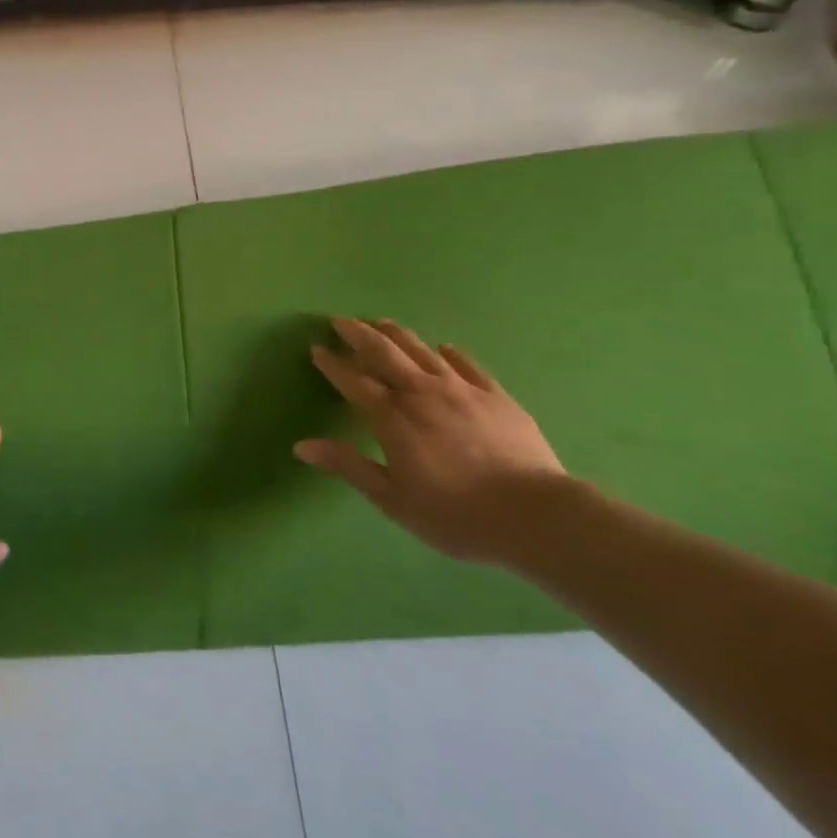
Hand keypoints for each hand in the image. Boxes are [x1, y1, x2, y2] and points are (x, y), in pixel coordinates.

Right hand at [297, 318, 568, 564]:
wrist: (535, 516)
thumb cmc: (455, 514)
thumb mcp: (393, 499)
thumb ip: (348, 466)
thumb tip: (301, 446)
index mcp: (393, 418)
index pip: (354, 382)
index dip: (333, 365)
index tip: (317, 349)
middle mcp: (422, 393)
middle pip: (384, 353)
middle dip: (358, 335)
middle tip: (340, 321)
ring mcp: (461, 390)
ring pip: (421, 351)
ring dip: (397, 335)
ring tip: (381, 322)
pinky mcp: (495, 395)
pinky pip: (466, 364)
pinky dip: (449, 353)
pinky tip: (443, 349)